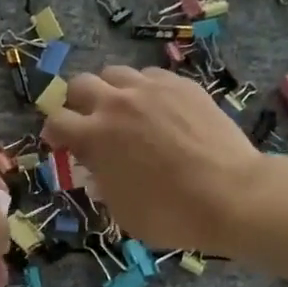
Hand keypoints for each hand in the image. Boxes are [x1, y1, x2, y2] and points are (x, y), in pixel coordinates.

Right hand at [41, 67, 277, 256]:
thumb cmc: (172, 214)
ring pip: (116, 73)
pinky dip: (145, 89)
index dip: (54, 133)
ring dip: (111, 90)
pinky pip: (151, 75)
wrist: (233, 196)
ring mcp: (152, 89)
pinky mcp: (182, 85)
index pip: (57, 121)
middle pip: (80, 84)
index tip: (61, 144)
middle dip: (77, 102)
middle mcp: (117, 103)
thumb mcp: (122, 211)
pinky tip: (158, 109)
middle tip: (88, 122)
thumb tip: (98, 169)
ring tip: (123, 110)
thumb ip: (102, 183)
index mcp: (95, 136)